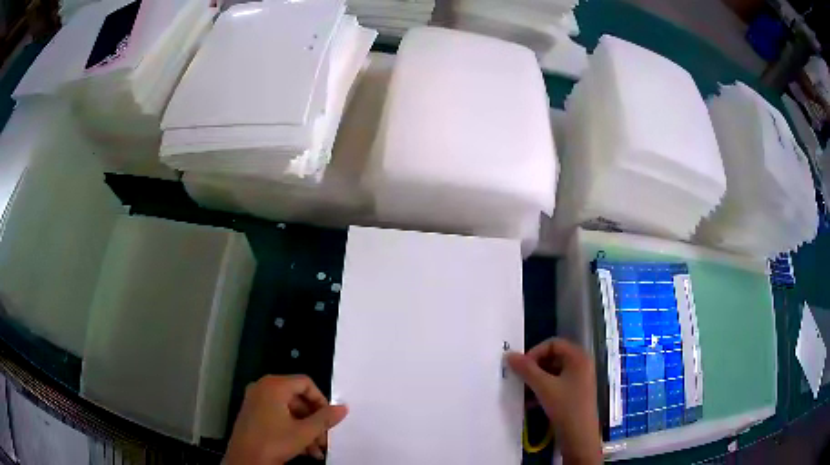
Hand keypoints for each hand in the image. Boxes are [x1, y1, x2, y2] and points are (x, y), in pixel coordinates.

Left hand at [225, 375, 348, 464]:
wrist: (245, 460)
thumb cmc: (274, 442)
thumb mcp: (304, 432)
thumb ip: (325, 419)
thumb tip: (343, 408)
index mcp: (274, 386)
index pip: (305, 383)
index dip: (321, 400)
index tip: (329, 419)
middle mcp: (263, 388)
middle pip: (298, 399)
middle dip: (314, 421)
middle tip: (325, 439)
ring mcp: (256, 401)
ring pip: (289, 411)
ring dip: (306, 430)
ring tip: (317, 451)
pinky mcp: (253, 414)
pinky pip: (278, 417)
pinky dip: (292, 430)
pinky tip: (305, 451)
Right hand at [508, 338, 601, 464]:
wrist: (579, 437)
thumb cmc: (566, 407)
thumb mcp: (544, 387)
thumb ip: (526, 370)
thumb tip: (509, 355)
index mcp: (578, 357)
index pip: (553, 344)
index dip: (535, 352)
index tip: (521, 367)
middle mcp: (581, 365)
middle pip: (553, 357)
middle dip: (534, 367)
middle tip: (520, 379)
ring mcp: (579, 380)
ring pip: (553, 373)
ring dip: (536, 380)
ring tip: (522, 392)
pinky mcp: (575, 394)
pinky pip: (556, 385)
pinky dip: (542, 390)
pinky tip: (530, 403)